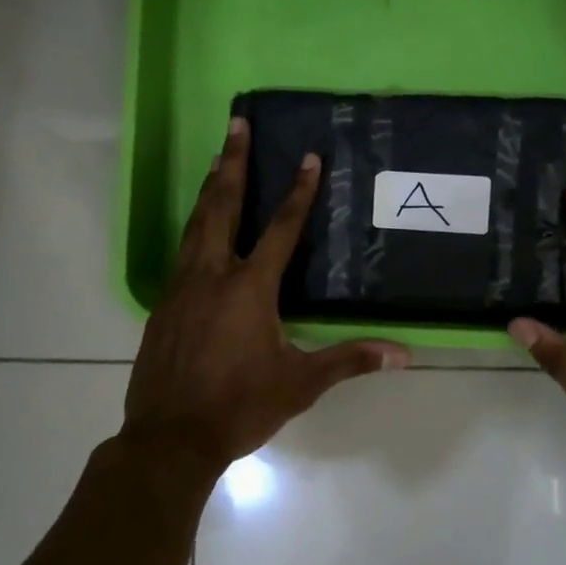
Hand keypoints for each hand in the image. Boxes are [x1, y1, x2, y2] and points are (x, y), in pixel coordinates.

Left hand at [122, 117, 409, 472]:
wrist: (169, 439)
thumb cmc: (239, 407)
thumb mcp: (300, 385)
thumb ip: (348, 360)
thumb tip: (403, 354)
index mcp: (249, 289)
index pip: (281, 230)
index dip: (298, 193)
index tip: (308, 157)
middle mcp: (212, 276)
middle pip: (223, 207)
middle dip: (232, 163)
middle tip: (236, 125)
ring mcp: (181, 289)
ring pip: (195, 226)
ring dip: (209, 190)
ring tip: (216, 160)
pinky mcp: (163, 306)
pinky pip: (181, 255)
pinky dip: (194, 230)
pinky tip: (197, 232)